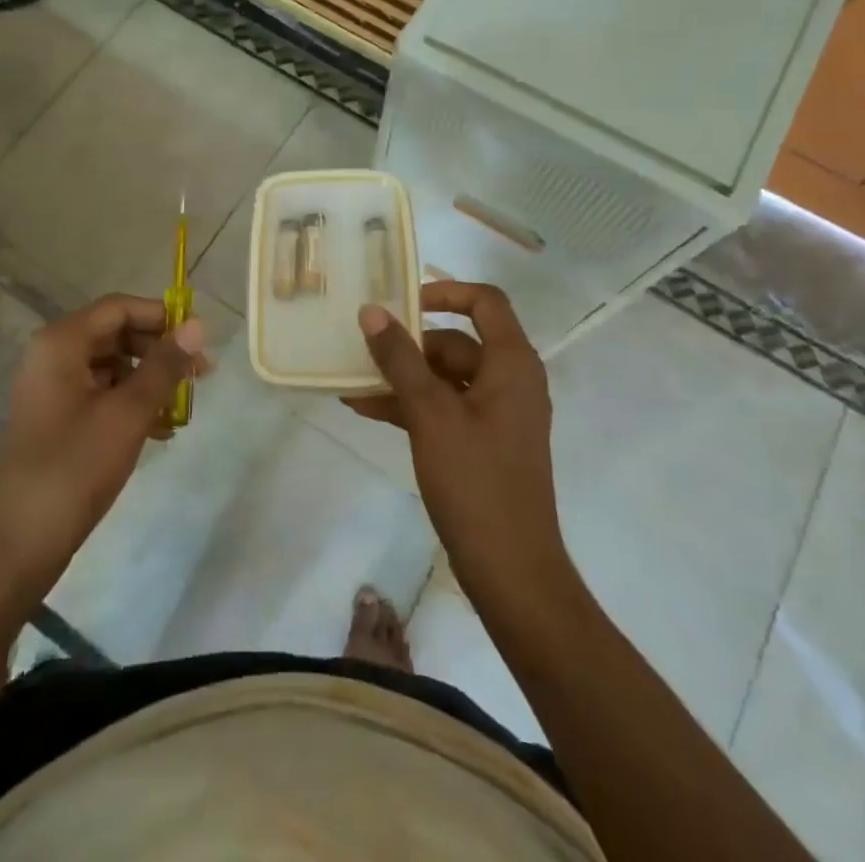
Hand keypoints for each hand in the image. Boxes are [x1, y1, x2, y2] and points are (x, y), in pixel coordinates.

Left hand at [0, 295, 208, 587]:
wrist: (19, 543)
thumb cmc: (75, 467)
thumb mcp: (128, 412)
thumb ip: (165, 365)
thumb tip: (197, 325)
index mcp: (61, 342)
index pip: (119, 308)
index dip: (161, 316)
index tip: (198, 339)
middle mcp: (53, 356)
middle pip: (116, 334)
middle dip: (159, 351)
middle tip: (200, 374)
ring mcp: (52, 389)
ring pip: (112, 367)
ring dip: (149, 381)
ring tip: (183, 407)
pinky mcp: (57, 419)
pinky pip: (101, 395)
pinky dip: (131, 404)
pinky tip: (161, 430)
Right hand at [349, 282, 566, 602]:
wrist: (511, 571)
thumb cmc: (476, 481)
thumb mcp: (430, 413)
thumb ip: (400, 358)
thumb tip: (372, 311)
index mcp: (512, 364)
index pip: (485, 302)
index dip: (444, 292)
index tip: (402, 300)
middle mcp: (511, 381)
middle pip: (457, 342)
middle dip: (408, 346)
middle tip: (362, 349)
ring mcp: (497, 415)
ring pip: (445, 378)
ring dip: (402, 379)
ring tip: (352, 383)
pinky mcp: (483, 443)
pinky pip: (444, 408)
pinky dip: (411, 406)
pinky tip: (367, 410)